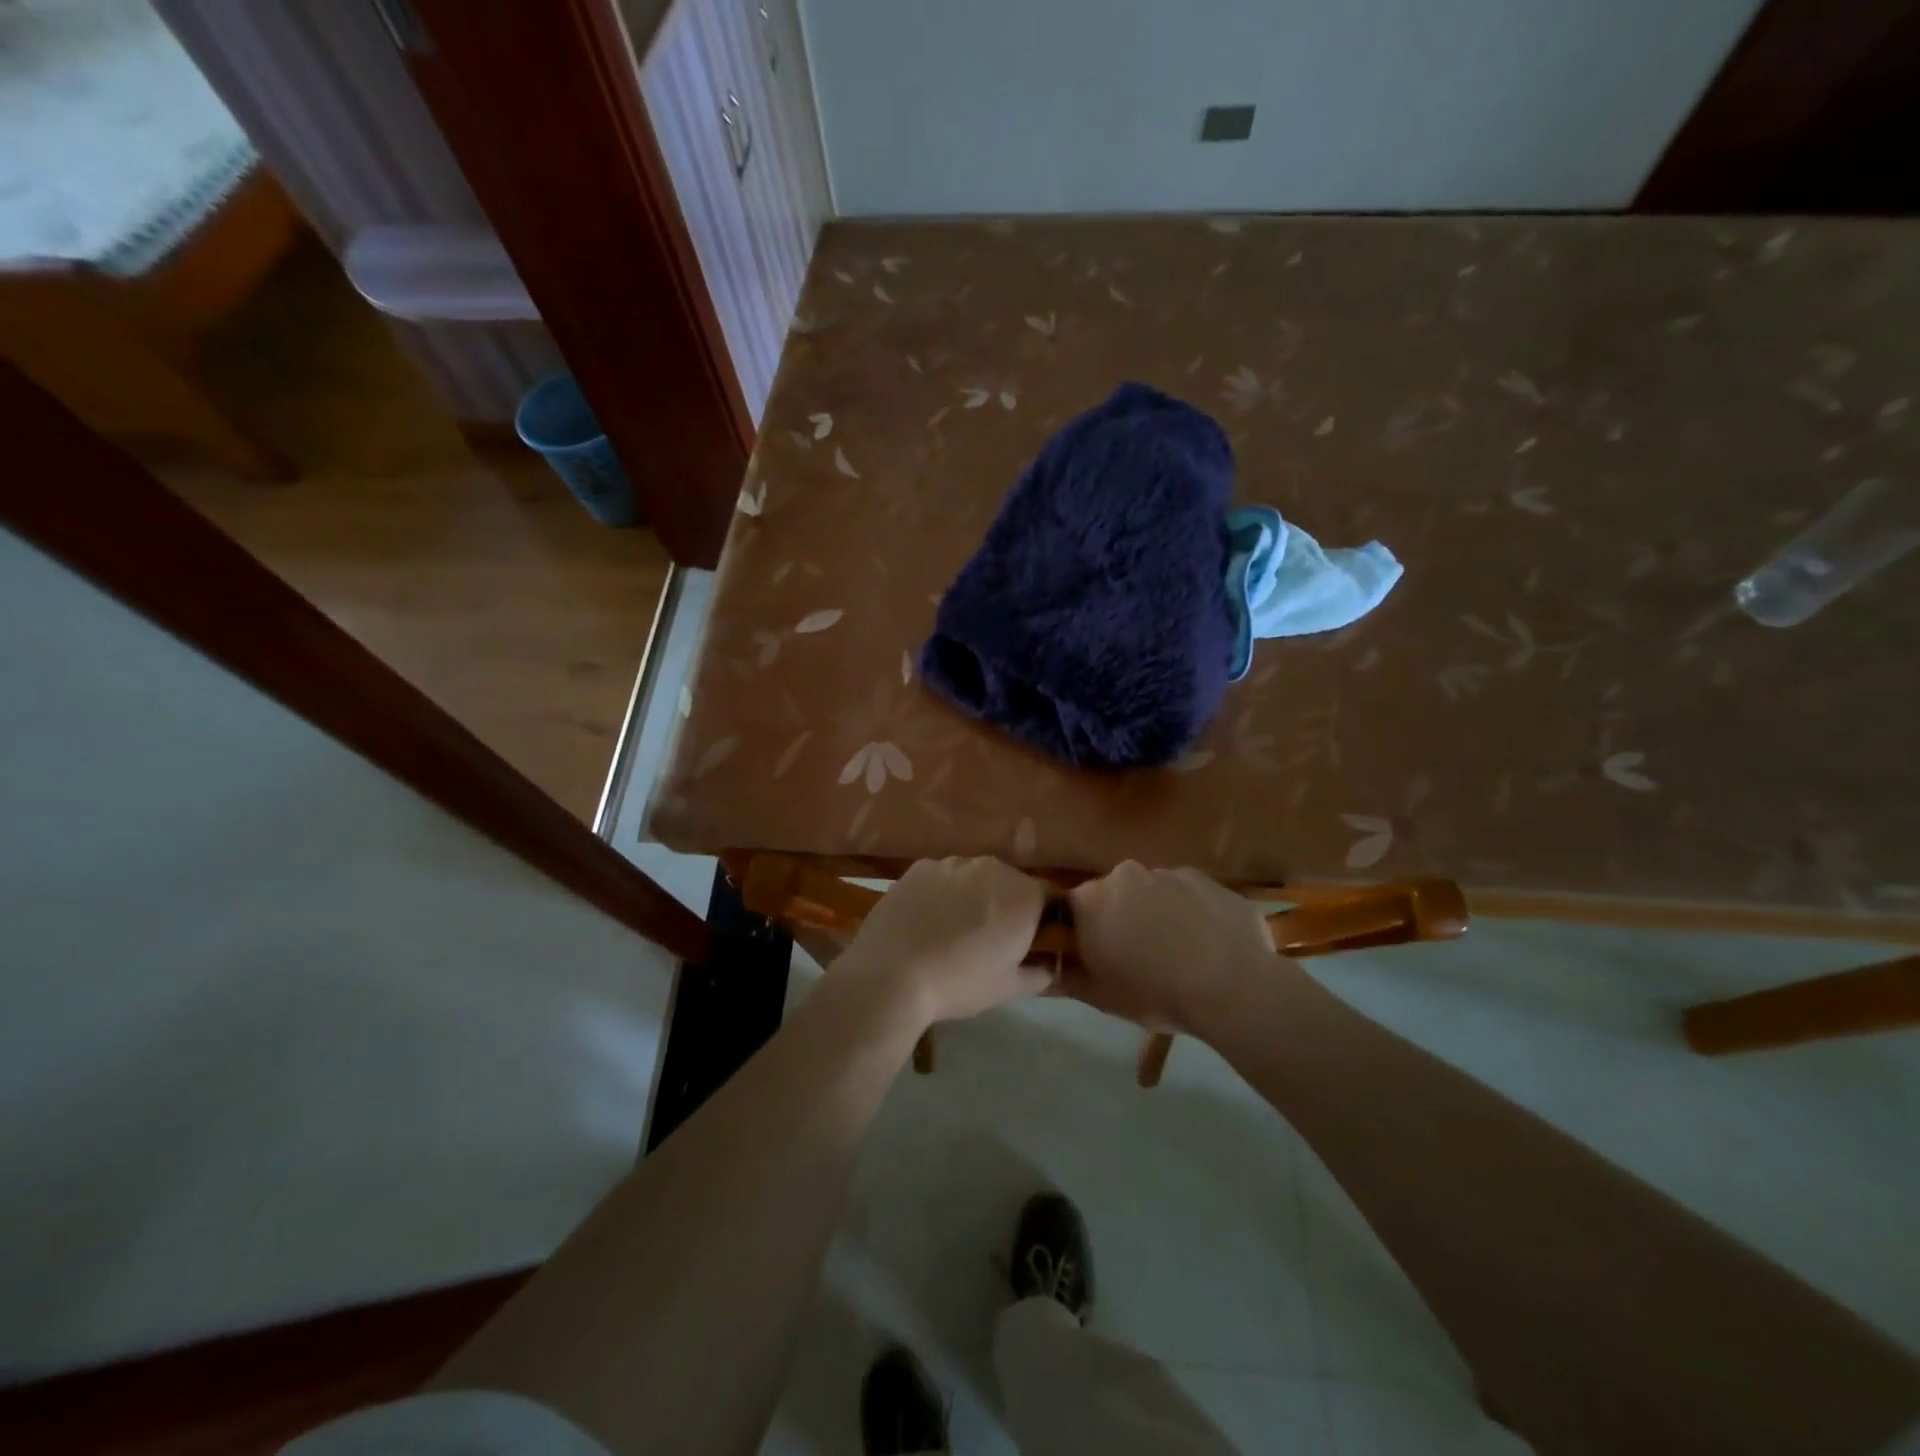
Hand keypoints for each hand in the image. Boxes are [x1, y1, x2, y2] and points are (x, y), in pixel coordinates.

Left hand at [835, 857, 1050, 1026]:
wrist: (891, 974)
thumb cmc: (959, 983)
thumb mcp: (1007, 988)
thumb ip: (1038, 973)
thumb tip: (1049, 966)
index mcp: (1023, 895)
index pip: (1049, 896)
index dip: (1044, 917)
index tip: (1032, 939)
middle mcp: (992, 868)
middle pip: (1011, 882)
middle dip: (1007, 904)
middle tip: (992, 937)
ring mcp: (953, 863)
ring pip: (975, 876)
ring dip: (974, 895)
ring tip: (955, 928)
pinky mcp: (920, 867)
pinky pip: (942, 876)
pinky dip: (942, 891)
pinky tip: (927, 919)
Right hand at [1063, 861, 1278, 1032]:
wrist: (1233, 987)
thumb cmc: (1156, 994)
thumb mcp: (1102, 997)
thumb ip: (1068, 977)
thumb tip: (1050, 968)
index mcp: (1092, 900)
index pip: (1074, 908)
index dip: (1085, 930)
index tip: (1099, 954)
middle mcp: (1125, 874)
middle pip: (1115, 894)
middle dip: (1122, 918)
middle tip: (1140, 956)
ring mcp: (1169, 872)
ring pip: (1153, 892)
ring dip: (1158, 913)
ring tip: (1180, 951)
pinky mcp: (1207, 879)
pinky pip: (1189, 893)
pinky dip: (1191, 912)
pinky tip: (1207, 943)